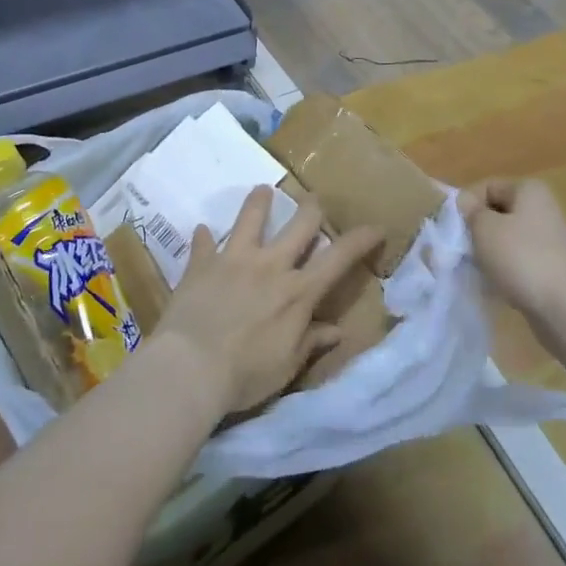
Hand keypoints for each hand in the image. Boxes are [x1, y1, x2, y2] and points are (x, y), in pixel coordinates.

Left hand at [152, 186, 383, 415]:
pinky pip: (203, 243)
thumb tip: (337, 331)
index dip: (361, 239)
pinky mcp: (201, 264)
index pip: (339, 258)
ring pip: (250, 218)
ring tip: (262, 190)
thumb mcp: (287, 365)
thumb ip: (311, 341)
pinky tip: (202, 231)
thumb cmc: (245, 374)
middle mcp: (270, 265)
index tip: (376, 227)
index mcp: (298, 291)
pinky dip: (204, 237)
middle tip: (314, 202)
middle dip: (312, 209)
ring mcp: (234, 259)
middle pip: (300, 224)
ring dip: (258, 202)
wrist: (190, 367)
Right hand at [460, 177, 565, 317]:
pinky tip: (497, 283)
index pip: (486, 187)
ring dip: (490, 251)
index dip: (467, 205)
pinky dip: (506, 268)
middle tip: (464, 248)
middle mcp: (544, 208)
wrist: (565, 307)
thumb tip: (466, 202)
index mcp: (530, 190)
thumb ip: (471, 211)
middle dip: (478, 229)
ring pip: (507, 238)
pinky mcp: (553, 266)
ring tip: (479, 268)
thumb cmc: (521, 258)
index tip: (455, 229)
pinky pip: (520, 259)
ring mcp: (551, 239)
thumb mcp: (484, 228)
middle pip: (498, 212)